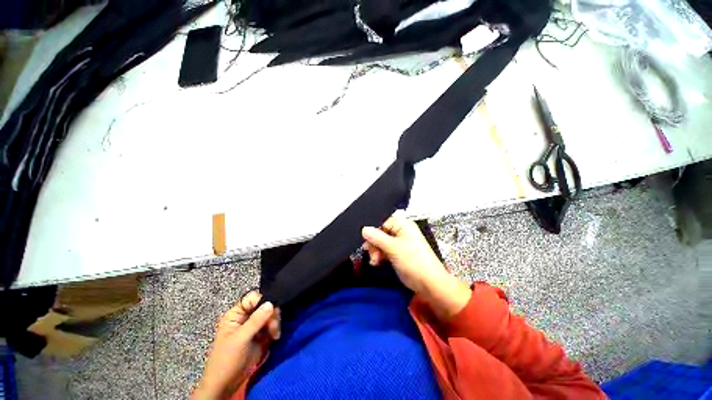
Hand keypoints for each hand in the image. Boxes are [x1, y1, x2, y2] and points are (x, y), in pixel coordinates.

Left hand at [193, 291, 279, 399]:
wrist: (225, 386)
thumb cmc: (226, 360)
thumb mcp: (241, 339)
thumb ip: (256, 320)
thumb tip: (271, 303)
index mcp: (235, 314)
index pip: (253, 298)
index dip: (263, 300)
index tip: (272, 310)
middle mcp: (245, 317)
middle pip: (264, 305)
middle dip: (271, 314)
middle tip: (274, 327)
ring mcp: (253, 326)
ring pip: (270, 315)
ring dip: (275, 323)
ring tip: (275, 335)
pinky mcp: (261, 335)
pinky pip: (272, 325)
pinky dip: (275, 329)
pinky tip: (275, 337)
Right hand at [362, 215, 470, 320]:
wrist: (428, 283)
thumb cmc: (413, 260)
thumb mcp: (393, 247)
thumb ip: (377, 237)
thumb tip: (363, 229)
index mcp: (403, 224)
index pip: (382, 222)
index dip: (373, 230)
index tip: (366, 241)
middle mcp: (401, 231)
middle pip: (380, 232)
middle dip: (374, 243)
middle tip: (371, 254)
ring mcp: (400, 242)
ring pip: (381, 242)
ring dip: (375, 251)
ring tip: (375, 261)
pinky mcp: (398, 253)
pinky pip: (385, 250)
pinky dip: (380, 255)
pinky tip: (377, 262)